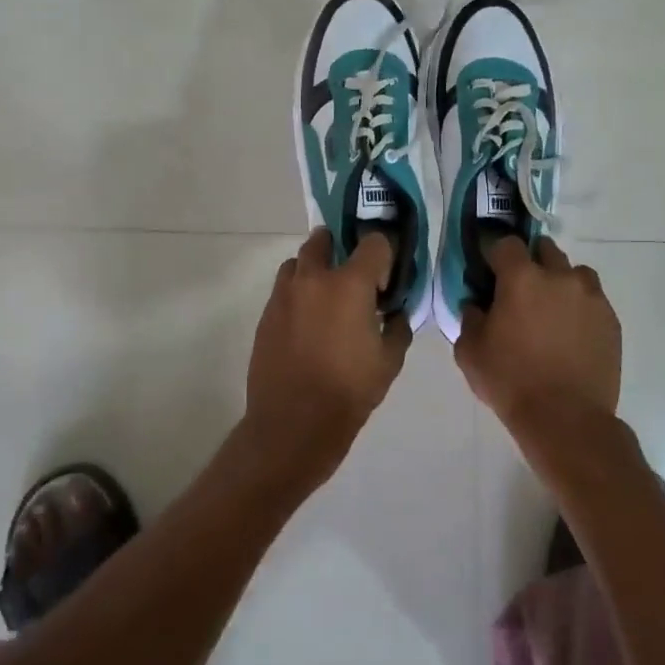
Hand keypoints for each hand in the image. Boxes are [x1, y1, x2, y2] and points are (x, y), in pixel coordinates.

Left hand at [243, 228, 412, 488]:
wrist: (293, 425)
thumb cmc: (349, 391)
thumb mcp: (390, 360)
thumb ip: (398, 326)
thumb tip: (395, 312)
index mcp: (349, 284)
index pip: (374, 242)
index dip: (384, 255)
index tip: (385, 281)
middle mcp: (313, 278)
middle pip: (324, 239)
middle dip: (340, 248)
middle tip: (353, 277)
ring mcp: (284, 295)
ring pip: (298, 263)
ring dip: (314, 269)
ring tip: (327, 298)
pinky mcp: (266, 315)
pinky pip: (284, 290)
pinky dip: (298, 295)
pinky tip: (309, 324)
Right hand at [455, 237, 621, 466]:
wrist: (566, 419)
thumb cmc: (511, 382)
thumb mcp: (470, 352)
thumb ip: (470, 318)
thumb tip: (477, 304)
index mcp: (522, 278)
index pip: (506, 244)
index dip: (495, 255)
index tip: (489, 272)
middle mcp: (560, 276)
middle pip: (544, 250)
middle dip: (531, 262)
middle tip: (521, 291)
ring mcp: (591, 296)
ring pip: (574, 272)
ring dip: (560, 282)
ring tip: (551, 311)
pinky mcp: (611, 320)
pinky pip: (593, 299)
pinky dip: (580, 307)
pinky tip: (570, 333)